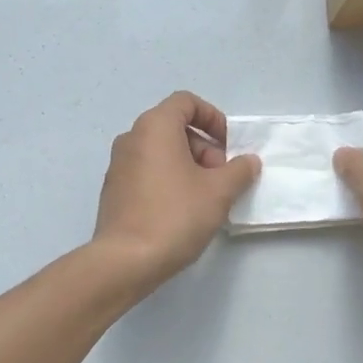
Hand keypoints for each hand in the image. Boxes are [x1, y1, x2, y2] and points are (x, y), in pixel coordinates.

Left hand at [93, 92, 260, 285]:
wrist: (126, 261)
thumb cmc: (175, 216)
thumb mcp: (219, 192)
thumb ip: (239, 170)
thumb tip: (248, 161)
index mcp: (154, 127)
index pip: (186, 102)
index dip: (213, 118)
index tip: (229, 145)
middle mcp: (131, 138)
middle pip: (174, 127)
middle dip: (204, 147)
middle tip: (221, 178)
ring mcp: (118, 165)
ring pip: (161, 151)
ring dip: (188, 165)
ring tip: (206, 198)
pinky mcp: (114, 190)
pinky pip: (147, 171)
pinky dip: (169, 179)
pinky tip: (183, 211)